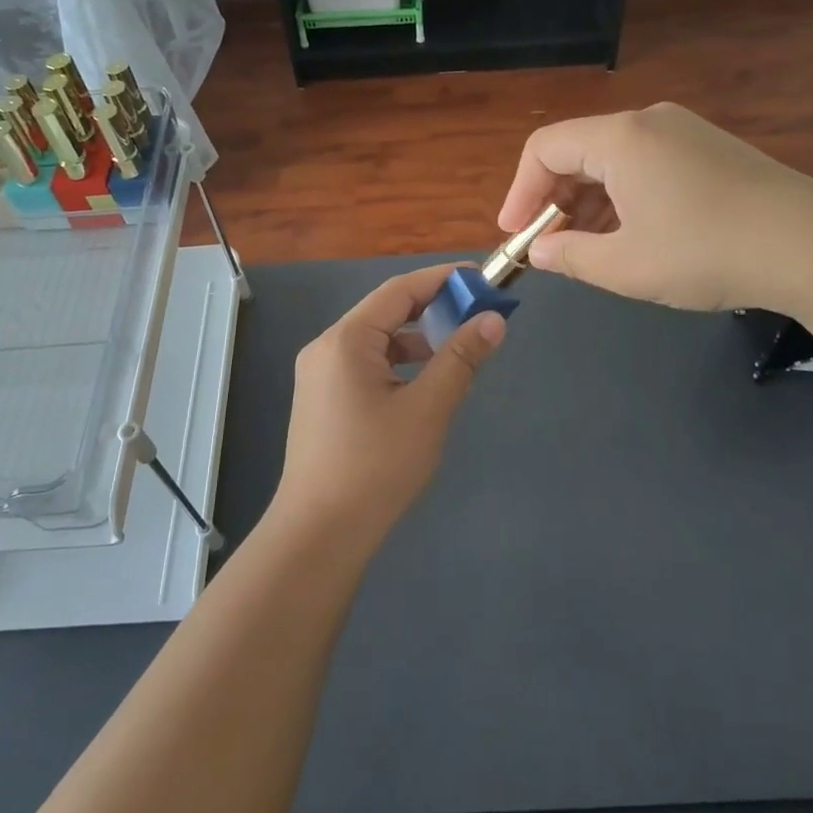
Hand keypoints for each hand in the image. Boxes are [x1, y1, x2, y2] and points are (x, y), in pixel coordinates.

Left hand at [272, 264, 505, 547]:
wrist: (319, 533)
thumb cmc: (376, 466)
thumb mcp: (427, 409)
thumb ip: (460, 359)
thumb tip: (493, 319)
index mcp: (346, 339)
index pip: (399, 290)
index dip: (442, 280)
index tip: (481, 279)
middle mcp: (327, 347)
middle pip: (386, 312)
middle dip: (433, 310)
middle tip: (477, 314)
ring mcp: (320, 375)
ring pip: (377, 341)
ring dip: (417, 340)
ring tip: (458, 352)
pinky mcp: (323, 400)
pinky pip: (366, 365)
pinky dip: (399, 364)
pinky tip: (425, 385)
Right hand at [497, 103, 812, 315]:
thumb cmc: (708, 252)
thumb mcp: (626, 266)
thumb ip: (569, 257)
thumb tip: (539, 253)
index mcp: (621, 138)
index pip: (544, 148)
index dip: (520, 192)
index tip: (515, 235)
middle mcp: (649, 122)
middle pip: (578, 151)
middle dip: (554, 199)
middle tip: (551, 246)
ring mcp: (684, 133)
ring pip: (613, 161)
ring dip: (589, 202)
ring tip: (589, 248)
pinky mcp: (710, 150)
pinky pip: (645, 166)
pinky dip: (623, 198)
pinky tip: (632, 235)